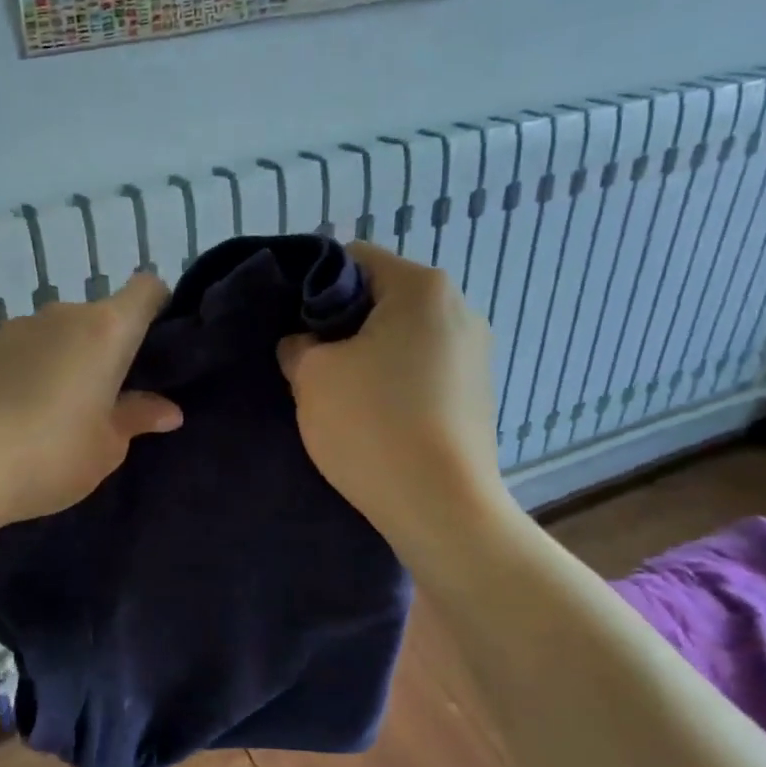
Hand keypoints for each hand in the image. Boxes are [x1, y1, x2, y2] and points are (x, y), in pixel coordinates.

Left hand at [0, 272, 181, 532]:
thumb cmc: (48, 455)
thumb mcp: (106, 447)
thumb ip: (137, 418)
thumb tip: (167, 410)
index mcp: (104, 331)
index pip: (147, 288)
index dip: (159, 307)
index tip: (156, 348)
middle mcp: (60, 316)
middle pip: (100, 316)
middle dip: (111, 349)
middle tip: (110, 401)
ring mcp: (14, 329)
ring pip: (58, 335)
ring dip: (68, 362)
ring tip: (58, 415)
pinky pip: (23, 352)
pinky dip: (31, 372)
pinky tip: (17, 417)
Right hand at [277, 242, 515, 557]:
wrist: (440, 508)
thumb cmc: (372, 424)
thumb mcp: (312, 374)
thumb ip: (298, 343)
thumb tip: (304, 343)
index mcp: (422, 288)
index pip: (352, 258)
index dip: (310, 285)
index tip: (289, 324)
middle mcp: (459, 309)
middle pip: (380, 298)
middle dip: (339, 324)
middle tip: (307, 362)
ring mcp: (474, 355)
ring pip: (401, 337)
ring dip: (365, 356)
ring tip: (338, 396)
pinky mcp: (476, 395)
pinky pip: (422, 370)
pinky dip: (393, 382)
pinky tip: (373, 418)